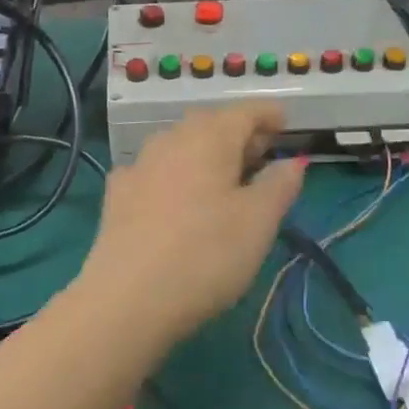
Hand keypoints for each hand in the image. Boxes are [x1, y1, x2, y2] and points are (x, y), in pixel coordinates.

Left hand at [75, 104, 303, 348]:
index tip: (285, 123)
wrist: (128, 296)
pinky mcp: (117, 195)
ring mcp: (138, 165)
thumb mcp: (258, 222)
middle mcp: (170, 140)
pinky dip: (174, 174)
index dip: (268, 114)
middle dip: (237, 134)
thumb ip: (279, 185)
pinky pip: (154, 171)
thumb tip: (292, 161)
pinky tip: (177, 196)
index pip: (244, 112)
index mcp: (209, 138)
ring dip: (204, 153)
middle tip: (261, 154)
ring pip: (179, 145)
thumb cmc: (206, 254)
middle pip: (209, 124)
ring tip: (222, 177)